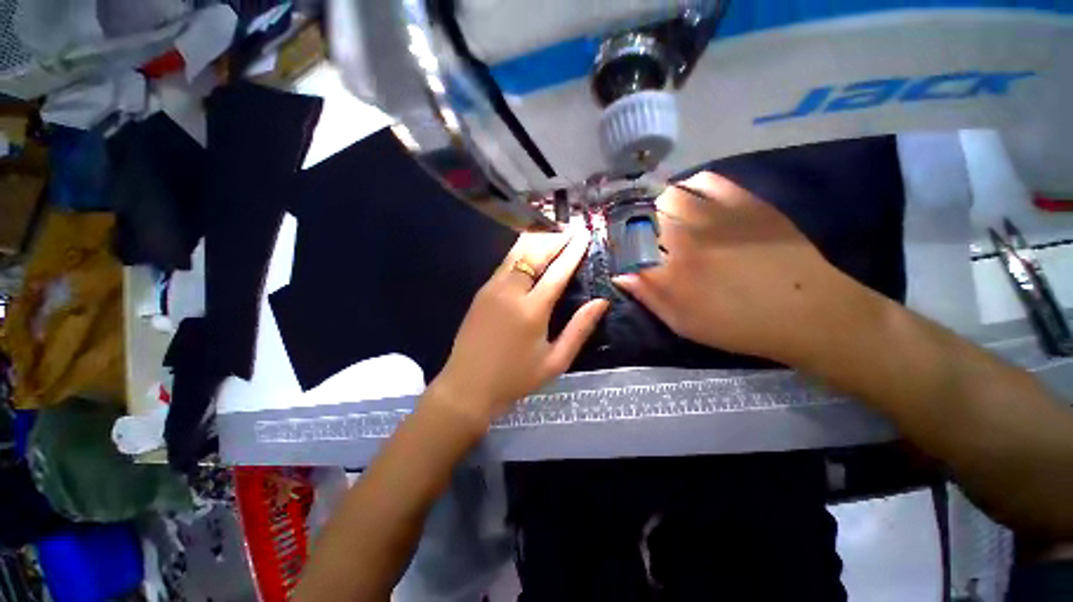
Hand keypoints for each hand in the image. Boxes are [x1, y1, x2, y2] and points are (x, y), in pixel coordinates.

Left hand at [429, 227, 609, 425]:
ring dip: (537, 242)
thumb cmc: (516, 378)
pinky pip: (505, 264)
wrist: (467, 386)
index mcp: (532, 310)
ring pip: (516, 253)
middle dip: (555, 239)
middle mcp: (510, 292)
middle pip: (535, 253)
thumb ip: (579, 329)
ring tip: (554, 236)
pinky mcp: (481, 292)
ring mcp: (491, 288)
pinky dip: (522, 253)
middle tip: (570, 231)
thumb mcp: (555, 361)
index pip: (557, 271)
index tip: (584, 234)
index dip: (573, 251)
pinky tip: (531, 255)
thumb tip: (601, 302)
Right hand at [614, 172, 860, 364]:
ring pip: (670, 194)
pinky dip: (690, 186)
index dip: (620, 246)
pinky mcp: (744, 201)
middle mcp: (687, 236)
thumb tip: (620, 274)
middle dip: (637, 225)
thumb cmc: (738, 325)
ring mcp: (716, 214)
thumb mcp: (684, 323)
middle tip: (644, 238)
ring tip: (665, 218)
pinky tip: (693, 200)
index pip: (629, 247)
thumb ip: (648, 296)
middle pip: (644, 215)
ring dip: (659, 206)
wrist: (807, 312)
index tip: (621, 251)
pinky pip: (706, 179)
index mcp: (671, 269)